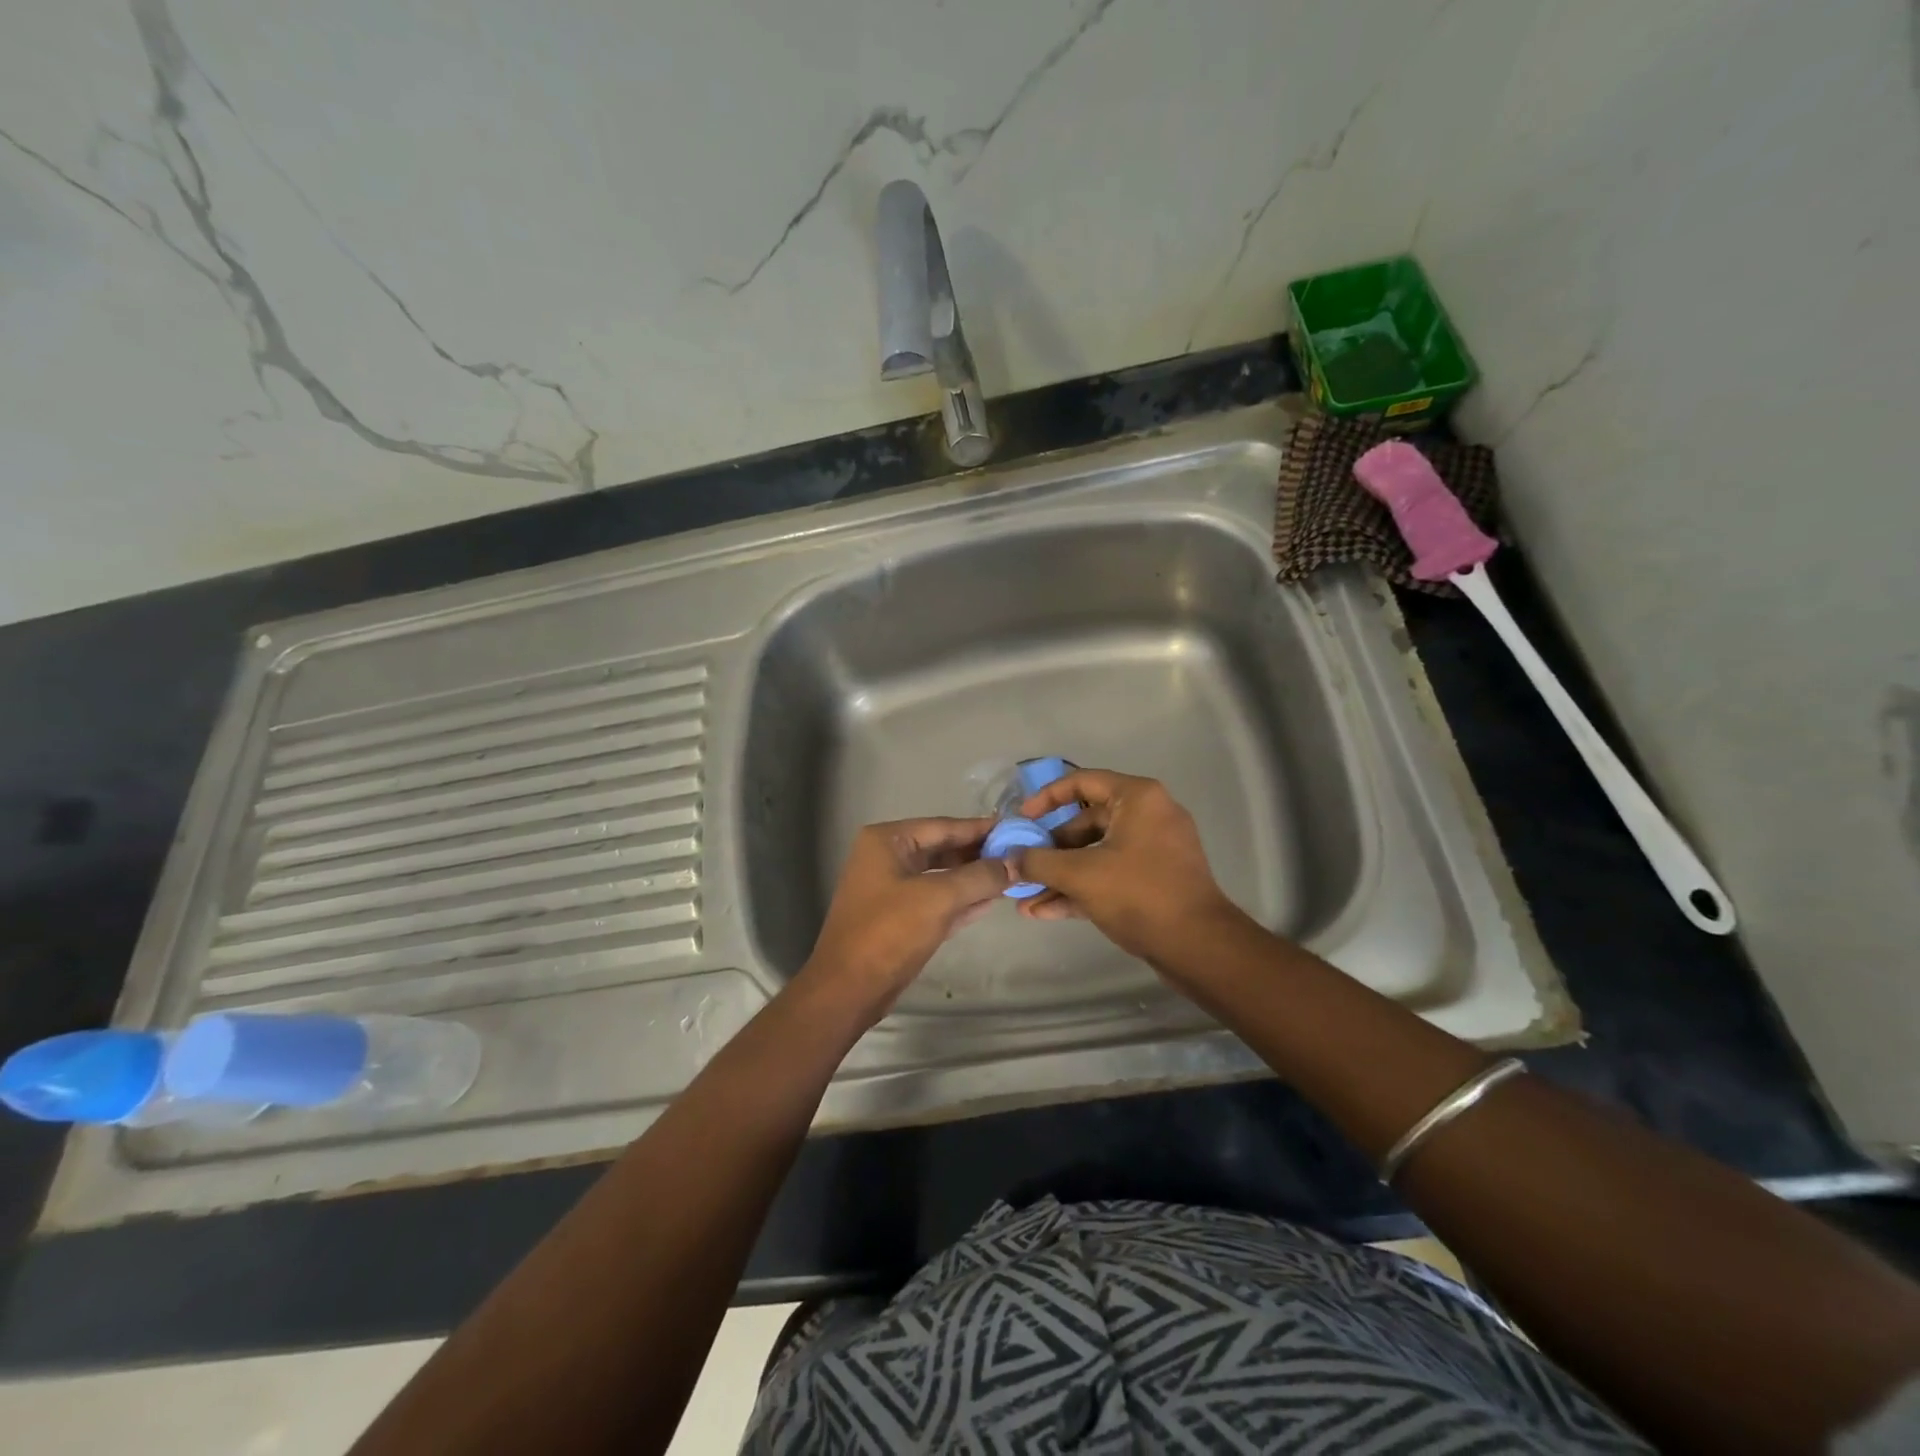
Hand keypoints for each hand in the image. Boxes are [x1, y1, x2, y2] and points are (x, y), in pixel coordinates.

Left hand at [798, 817, 1010, 1021]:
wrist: (848, 989)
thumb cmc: (889, 932)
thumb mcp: (939, 898)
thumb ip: (980, 876)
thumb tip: (1015, 862)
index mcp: (887, 841)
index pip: (943, 826)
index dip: (980, 828)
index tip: (1015, 828)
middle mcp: (887, 857)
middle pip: (942, 848)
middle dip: (979, 854)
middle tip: (1018, 855)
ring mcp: (891, 888)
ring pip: (941, 875)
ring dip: (973, 878)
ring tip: (1012, 875)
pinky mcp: (898, 917)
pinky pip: (936, 900)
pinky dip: (961, 900)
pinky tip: (991, 900)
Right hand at [1013, 770, 1241, 962]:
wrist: (1199, 947)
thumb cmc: (1139, 894)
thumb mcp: (1080, 875)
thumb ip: (1038, 862)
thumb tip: (1007, 859)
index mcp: (1137, 798)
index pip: (1082, 781)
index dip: (1046, 798)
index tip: (1021, 820)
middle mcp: (1148, 816)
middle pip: (1086, 822)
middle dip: (1049, 849)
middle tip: (1020, 866)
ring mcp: (1153, 851)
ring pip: (1095, 854)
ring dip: (1059, 875)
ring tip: (1024, 898)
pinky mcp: (1153, 882)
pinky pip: (1109, 876)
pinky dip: (1080, 889)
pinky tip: (1044, 911)